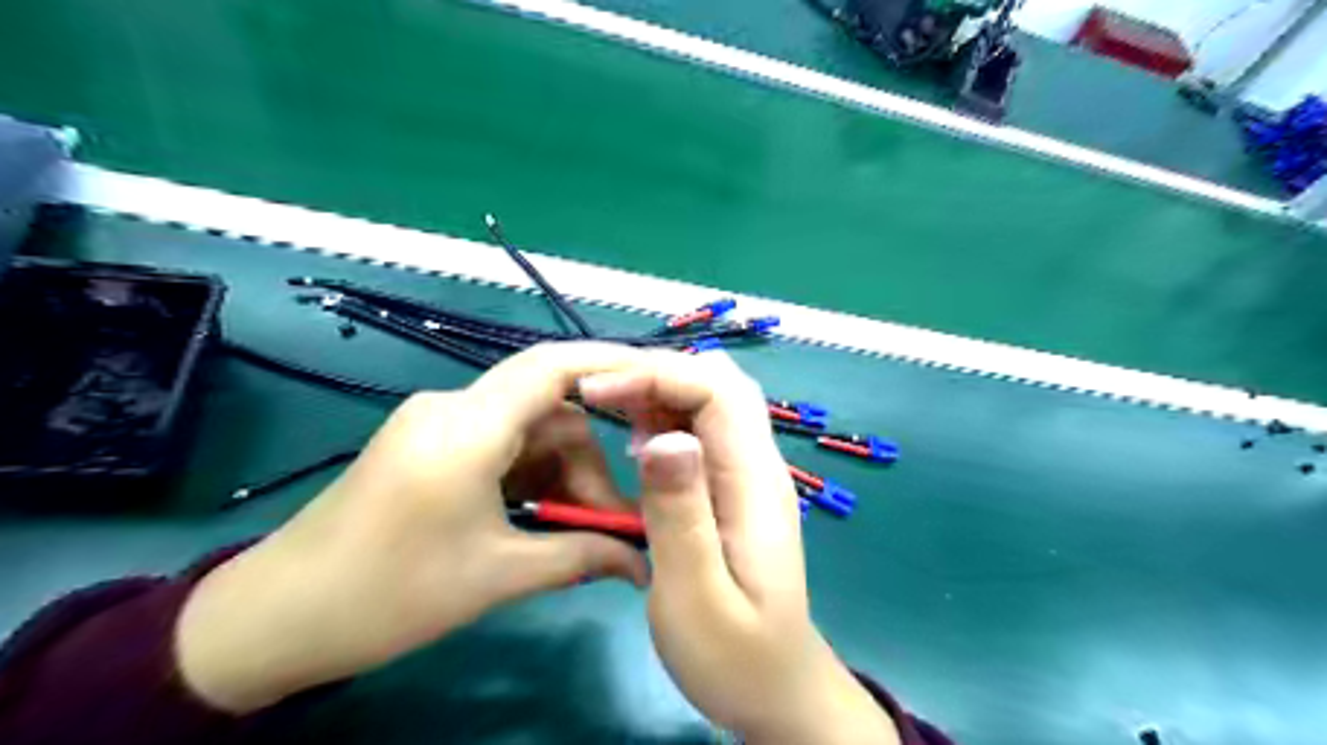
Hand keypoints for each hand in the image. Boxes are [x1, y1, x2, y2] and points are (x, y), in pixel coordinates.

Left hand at [177, 347, 651, 712]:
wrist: (273, 619)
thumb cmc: (387, 594)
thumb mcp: (496, 575)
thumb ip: (579, 557)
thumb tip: (643, 562)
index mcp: (466, 426)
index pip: (552, 368)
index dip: (611, 365)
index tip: (659, 384)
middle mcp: (454, 409)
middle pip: (549, 414)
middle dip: (588, 466)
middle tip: (611, 528)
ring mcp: (438, 426)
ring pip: (528, 435)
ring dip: (560, 478)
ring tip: (578, 535)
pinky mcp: (429, 446)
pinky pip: (500, 449)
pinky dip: (531, 480)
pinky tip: (541, 521)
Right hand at [583, 352, 900, 741]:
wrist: (776, 691)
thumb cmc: (735, 656)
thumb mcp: (696, 595)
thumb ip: (681, 515)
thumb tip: (667, 437)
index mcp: (755, 482)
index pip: (717, 391)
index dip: (658, 376)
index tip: (596, 391)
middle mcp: (758, 465)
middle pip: (718, 385)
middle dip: (657, 375)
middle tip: (599, 395)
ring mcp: (749, 476)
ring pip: (711, 403)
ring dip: (660, 395)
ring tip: (611, 414)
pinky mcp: (733, 490)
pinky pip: (703, 433)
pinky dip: (666, 422)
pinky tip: (639, 449)